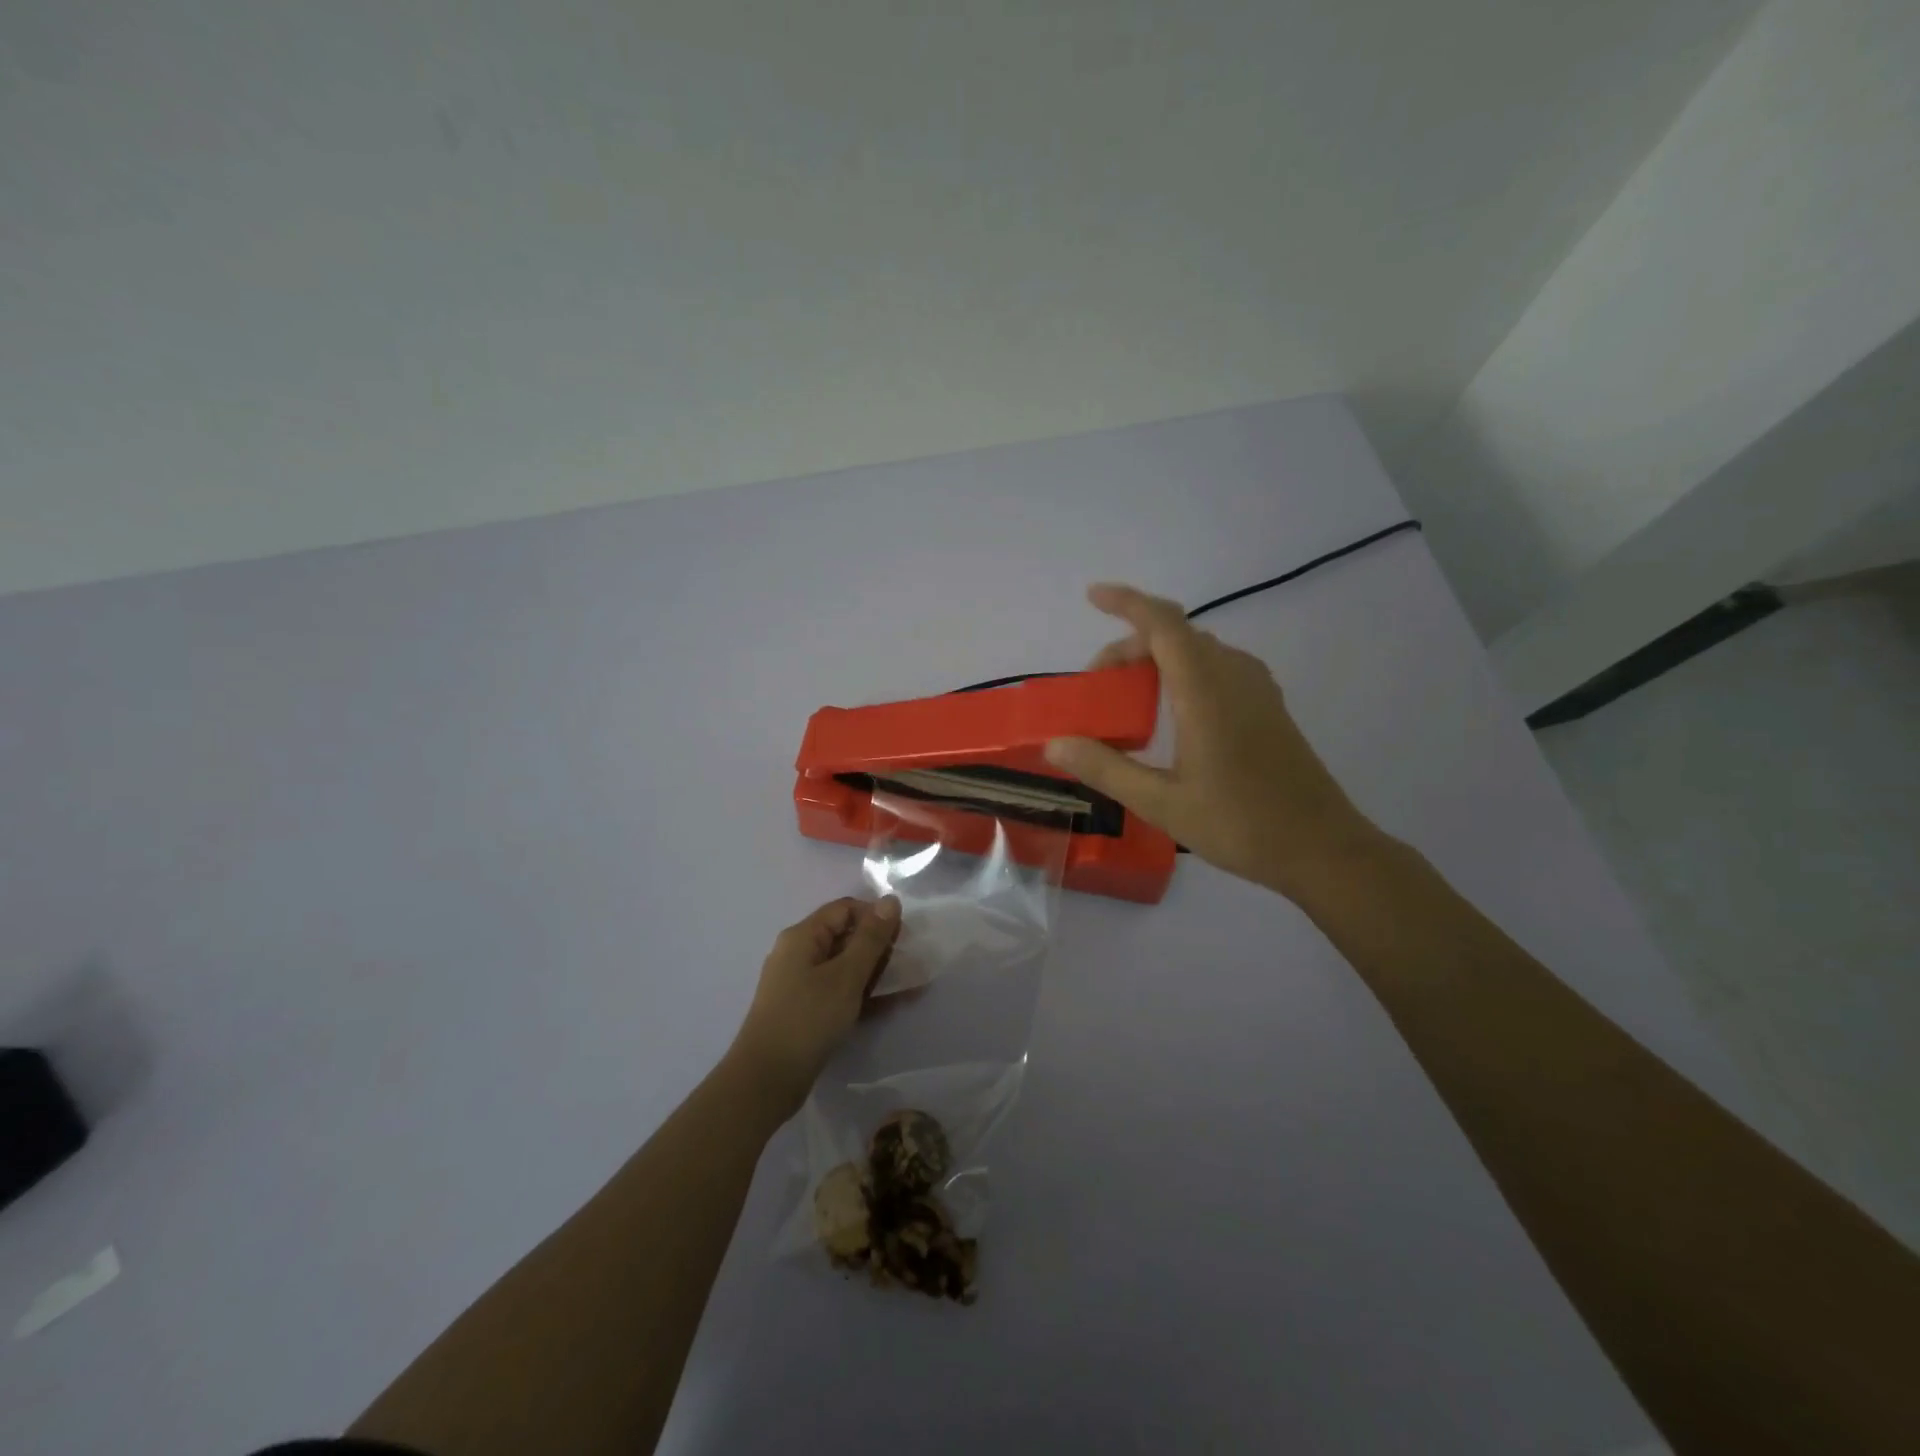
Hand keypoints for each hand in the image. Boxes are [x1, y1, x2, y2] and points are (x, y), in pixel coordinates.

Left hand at [728, 896, 901, 1114]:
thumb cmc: (807, 1019)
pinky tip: (891, 1006)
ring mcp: (799, 984)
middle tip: (910, 964)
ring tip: (910, 986)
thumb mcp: (846, 976)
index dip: (875, 916)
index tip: (904, 936)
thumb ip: (871, 938)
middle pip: (845, 936)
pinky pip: (839, 991)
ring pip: (845, 967)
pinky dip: (863, 995)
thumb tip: (890, 900)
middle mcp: (798, 954)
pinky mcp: (804, 1010)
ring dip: (876, 973)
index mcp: (802, 936)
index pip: (845, 909)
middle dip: (879, 947)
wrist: (766, 1080)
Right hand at [1044, 583, 1386, 900]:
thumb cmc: (1240, 824)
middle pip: (1176, 635)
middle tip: (1097, 685)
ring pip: (1199, 650)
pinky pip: (1218, 667)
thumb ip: (1105, 768)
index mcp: (1206, 691)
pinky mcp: (1268, 707)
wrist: (1321, 848)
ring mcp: (1257, 690)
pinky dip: (1184, 671)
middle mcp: (1234, 676)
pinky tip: (1172, 712)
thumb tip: (1055, 743)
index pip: (1163, 624)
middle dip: (1130, 646)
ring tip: (1128, 698)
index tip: (1092, 596)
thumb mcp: (1161, 803)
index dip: (1126, 602)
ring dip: (1158, 658)